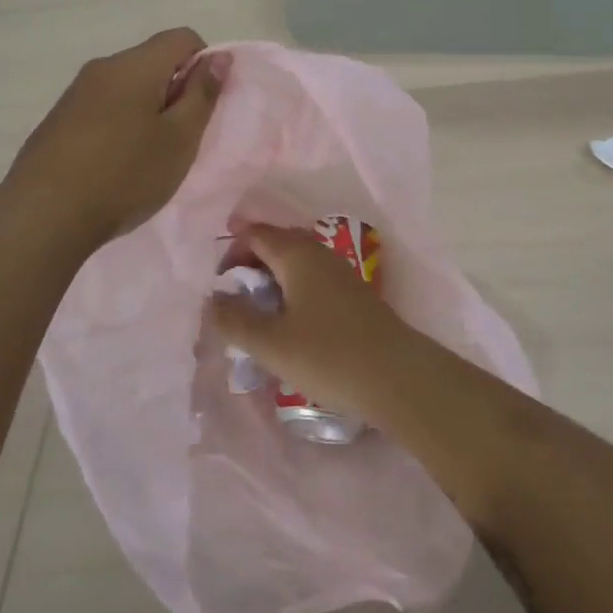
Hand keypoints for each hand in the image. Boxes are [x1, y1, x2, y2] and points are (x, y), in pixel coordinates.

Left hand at [5, 28, 228, 248]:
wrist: (45, 214)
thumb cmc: (125, 175)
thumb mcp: (179, 139)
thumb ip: (202, 94)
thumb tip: (219, 57)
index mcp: (135, 65)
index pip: (182, 38)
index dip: (204, 65)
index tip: (203, 108)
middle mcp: (103, 67)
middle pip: (152, 62)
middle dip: (175, 92)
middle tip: (179, 140)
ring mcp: (75, 93)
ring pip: (127, 88)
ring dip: (147, 112)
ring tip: (147, 157)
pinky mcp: (58, 120)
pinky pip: (102, 109)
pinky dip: (120, 126)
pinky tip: (115, 165)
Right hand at [209, 222, 416, 413]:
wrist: (399, 378)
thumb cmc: (328, 356)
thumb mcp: (270, 343)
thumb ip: (235, 320)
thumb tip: (213, 300)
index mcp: (297, 254)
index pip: (256, 234)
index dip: (231, 252)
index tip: (219, 285)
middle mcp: (320, 254)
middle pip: (277, 245)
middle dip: (251, 266)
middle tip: (234, 300)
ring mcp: (341, 275)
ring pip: (297, 266)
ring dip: (273, 283)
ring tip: (258, 317)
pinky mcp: (354, 298)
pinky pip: (313, 283)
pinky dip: (293, 295)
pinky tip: (291, 328)